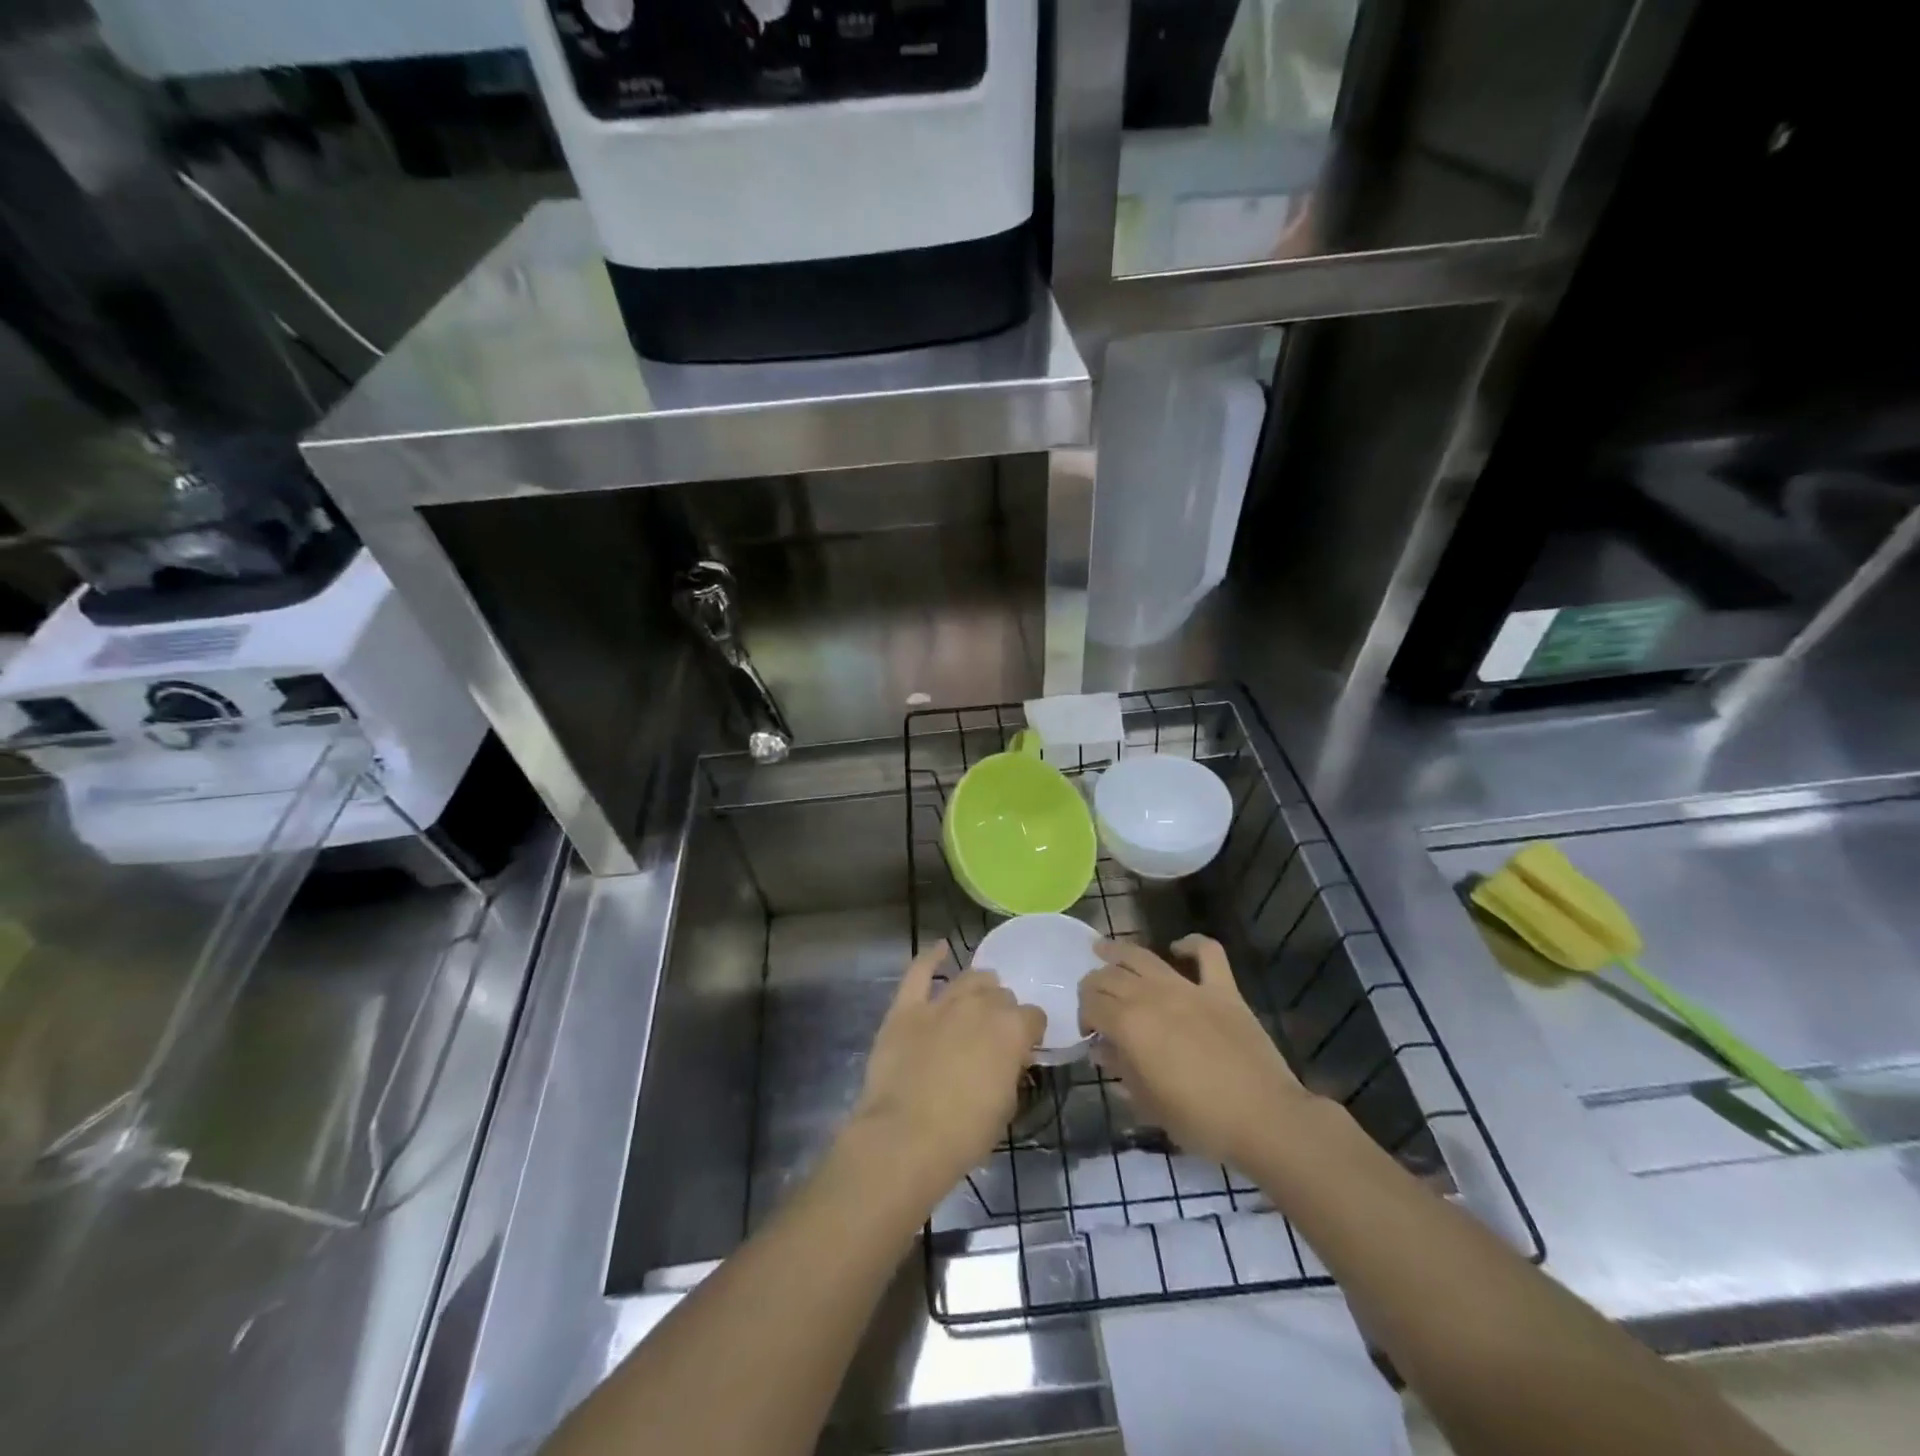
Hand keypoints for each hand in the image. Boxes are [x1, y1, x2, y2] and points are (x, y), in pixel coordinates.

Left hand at [847, 942, 1044, 1196]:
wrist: (905, 1138)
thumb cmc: (964, 1133)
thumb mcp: (1006, 1106)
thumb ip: (1010, 1071)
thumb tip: (1008, 1059)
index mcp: (1011, 1030)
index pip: (1033, 1017)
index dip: (1030, 1032)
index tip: (1024, 1048)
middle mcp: (980, 1006)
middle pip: (1001, 995)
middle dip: (1002, 1011)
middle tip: (994, 1035)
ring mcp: (941, 1002)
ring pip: (969, 978)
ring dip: (978, 987)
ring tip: (978, 997)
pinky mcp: (907, 1007)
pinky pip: (920, 972)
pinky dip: (931, 957)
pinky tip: (941, 948)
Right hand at [1079, 935, 1317, 1170]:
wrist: (1264, 1119)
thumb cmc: (1200, 1121)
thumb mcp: (1148, 1103)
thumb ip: (1121, 1069)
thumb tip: (1102, 1049)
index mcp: (1130, 1025)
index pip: (1092, 1004)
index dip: (1084, 1015)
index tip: (1089, 1034)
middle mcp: (1152, 996)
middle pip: (1110, 976)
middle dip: (1094, 985)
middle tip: (1095, 1002)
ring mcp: (1189, 988)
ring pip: (1143, 957)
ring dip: (1119, 951)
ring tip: (1103, 949)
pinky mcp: (1222, 989)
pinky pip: (1207, 952)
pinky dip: (1191, 944)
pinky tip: (1178, 948)